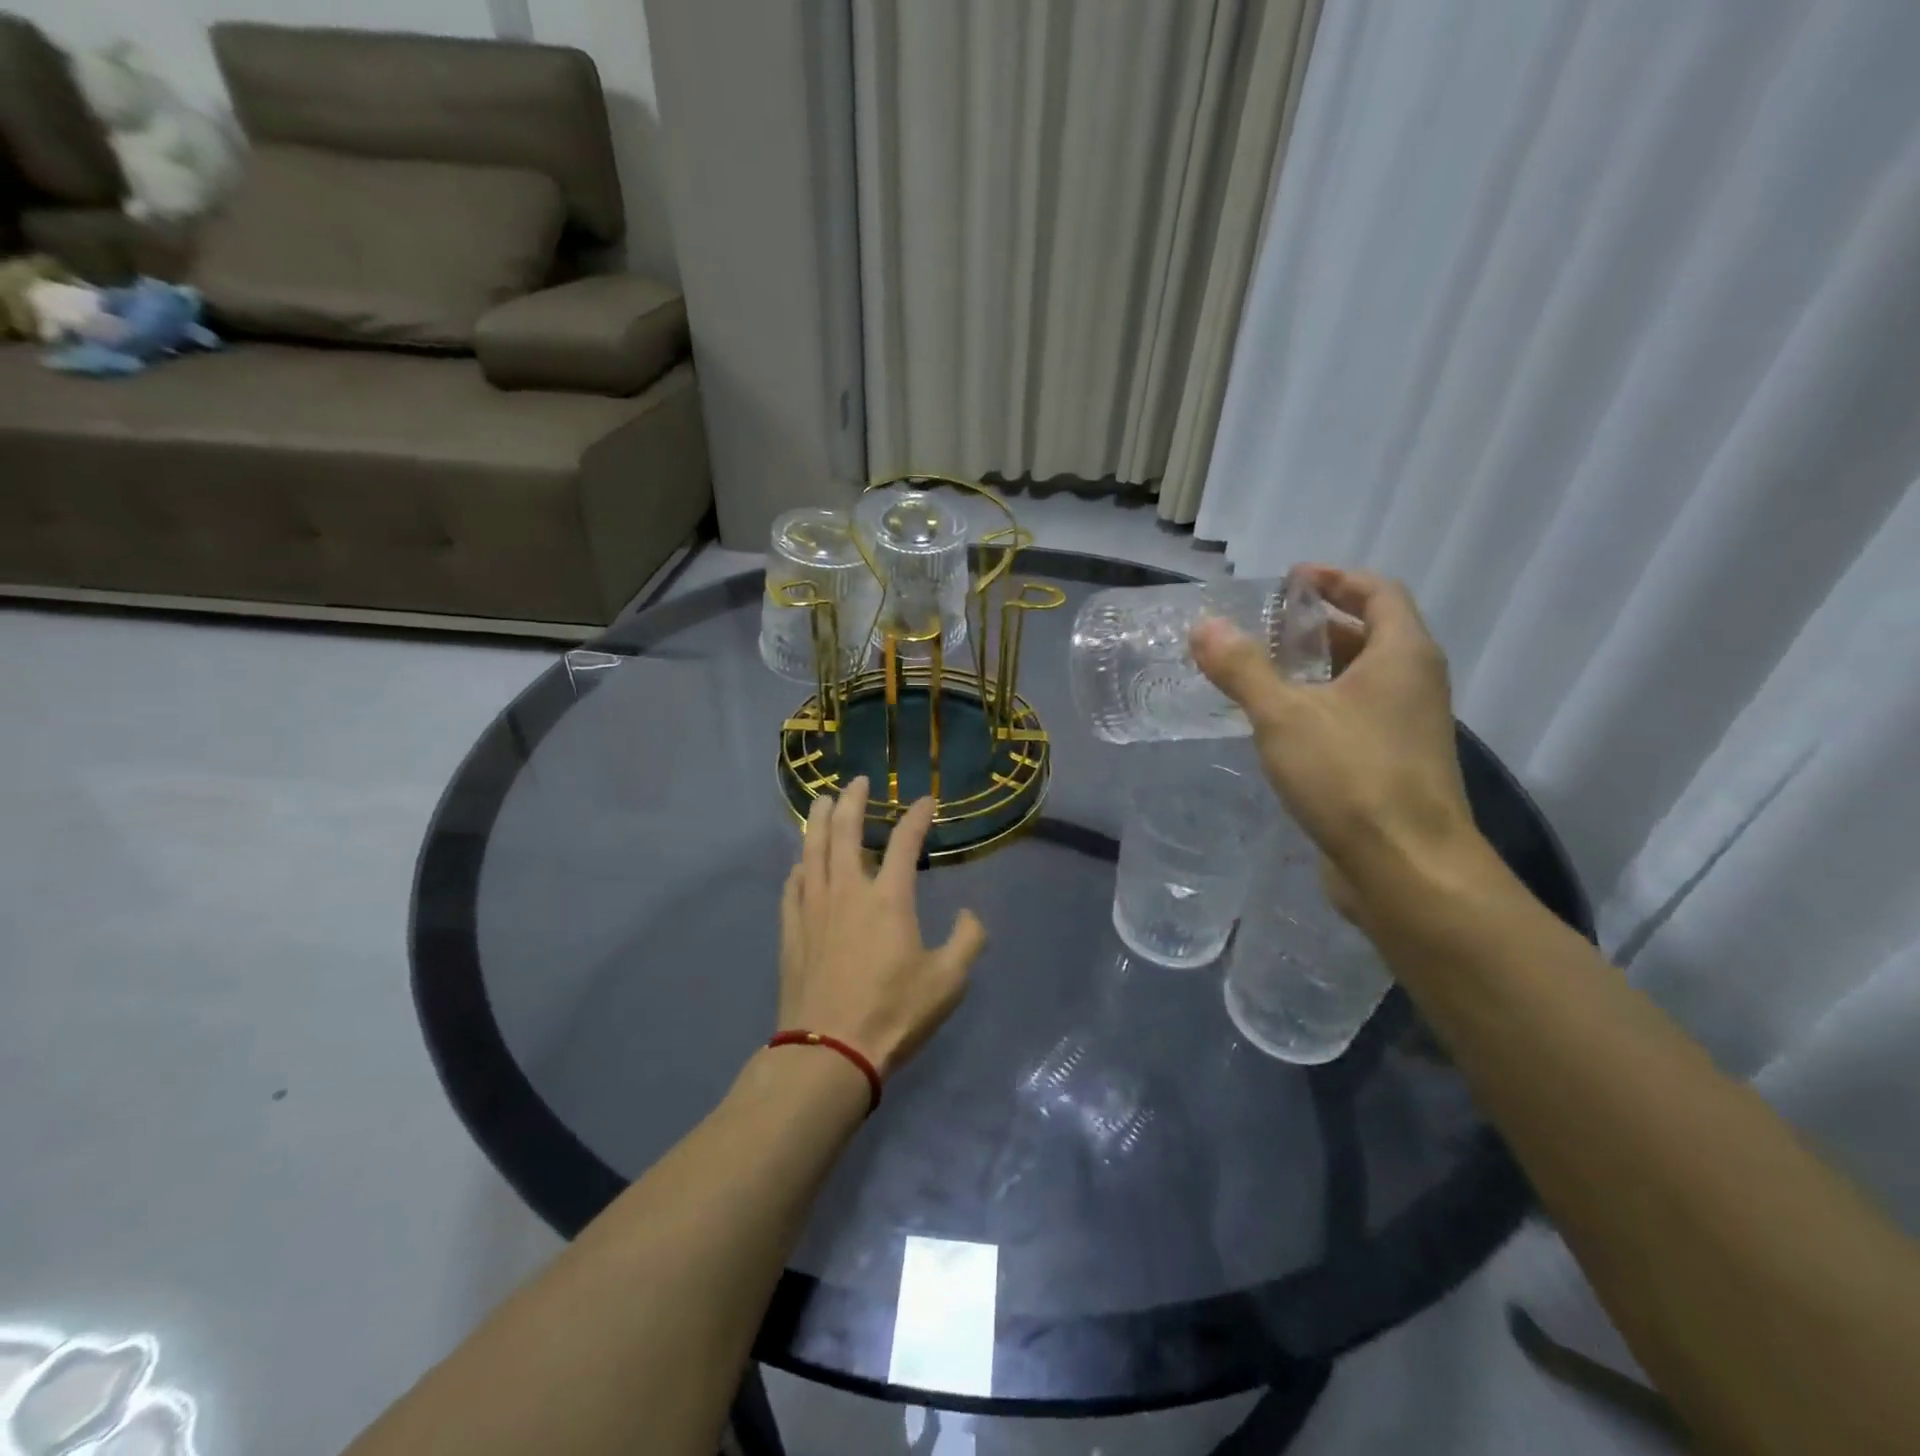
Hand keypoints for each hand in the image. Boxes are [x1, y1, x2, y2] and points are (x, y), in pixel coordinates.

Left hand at [778, 777, 986, 1076]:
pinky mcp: (792, 931)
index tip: (926, 800)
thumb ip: (968, 942)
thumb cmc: (894, 1014)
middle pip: (845, 831)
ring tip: (822, 802)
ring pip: (812, 851)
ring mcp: (813, 909)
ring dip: (818, 821)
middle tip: (857, 781)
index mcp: (889, 899)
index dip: (917, 817)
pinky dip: (799, 867)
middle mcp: (848, 891)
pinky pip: (792, 886)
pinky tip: (801, 863)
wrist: (830, 1051)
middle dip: (852, 800)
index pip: (904, 842)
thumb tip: (970, 916)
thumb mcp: (948, 982)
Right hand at [1192, 567, 1485, 914]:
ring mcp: (1407, 728)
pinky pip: (1354, 717)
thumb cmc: (1351, 776)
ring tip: (1262, 672)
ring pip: (1360, 680)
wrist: (1407, 869)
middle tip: (1265, 627)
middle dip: (1318, 625)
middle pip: (1370, 634)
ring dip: (1316, 668)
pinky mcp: (1392, 766)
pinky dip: (1319, 706)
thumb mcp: (1284, 715)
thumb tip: (1203, 625)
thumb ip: (1242, 668)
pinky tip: (1278, 726)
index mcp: (1402, 655)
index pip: (1377, 592)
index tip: (1291, 579)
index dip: (1335, 579)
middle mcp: (1414, 684)